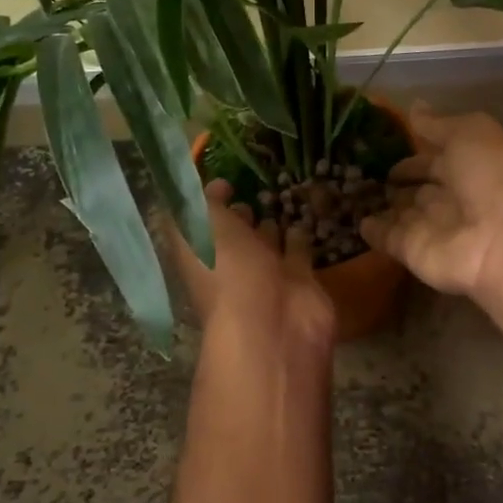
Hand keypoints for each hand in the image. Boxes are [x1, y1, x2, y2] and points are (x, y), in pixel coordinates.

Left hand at [170, 179, 336, 353]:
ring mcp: (266, 275)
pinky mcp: (299, 280)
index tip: (224, 179)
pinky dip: (300, 234)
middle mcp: (230, 265)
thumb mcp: (201, 223)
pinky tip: (303, 215)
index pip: (199, 223)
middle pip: (233, 235)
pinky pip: (299, 250)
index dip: (206, 202)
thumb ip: (203, 198)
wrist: (274, 322)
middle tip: (250, 189)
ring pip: (266, 242)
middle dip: (239, 215)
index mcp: (200, 253)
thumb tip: (212, 184)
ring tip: (277, 197)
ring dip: (269, 225)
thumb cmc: (226, 270)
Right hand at [360, 102, 502, 301]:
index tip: (386, 144)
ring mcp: (432, 227)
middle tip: (365, 169)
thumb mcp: (469, 133)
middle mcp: (451, 198)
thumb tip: (414, 106)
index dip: (415, 152)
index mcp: (469, 167)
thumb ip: (437, 124)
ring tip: (352, 190)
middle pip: (420, 188)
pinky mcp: (412, 251)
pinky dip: (373, 231)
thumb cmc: (491, 177)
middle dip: (399, 179)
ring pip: (403, 213)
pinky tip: (356, 220)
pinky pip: (388, 238)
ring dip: (384, 203)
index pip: (436, 158)